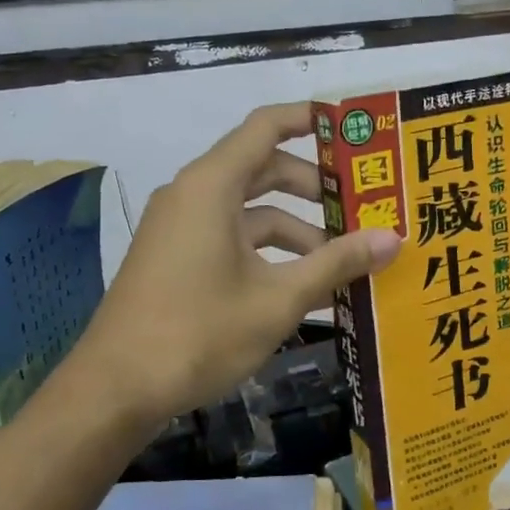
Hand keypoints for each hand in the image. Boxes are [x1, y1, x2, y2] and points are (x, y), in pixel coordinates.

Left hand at [69, 103, 401, 425]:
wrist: (115, 389)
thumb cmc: (199, 333)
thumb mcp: (278, 299)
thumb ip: (337, 263)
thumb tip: (394, 238)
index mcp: (212, 186)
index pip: (266, 126)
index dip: (310, 119)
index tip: (353, 129)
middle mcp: (194, 195)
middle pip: (263, 169)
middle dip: (315, 187)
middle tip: (364, 205)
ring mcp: (182, 228)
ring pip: (250, 210)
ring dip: (297, 229)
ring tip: (344, 261)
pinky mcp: (177, 258)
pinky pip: (232, 238)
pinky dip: (269, 252)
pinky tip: (305, 287)